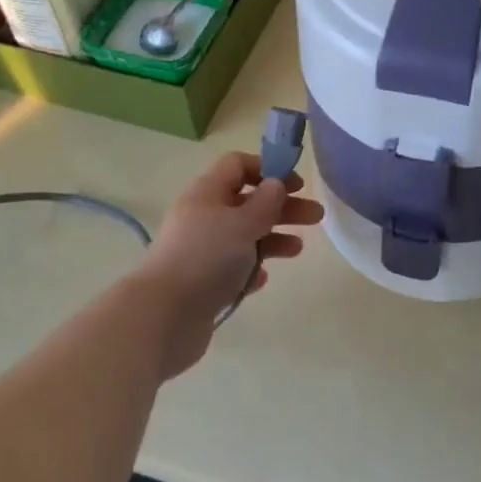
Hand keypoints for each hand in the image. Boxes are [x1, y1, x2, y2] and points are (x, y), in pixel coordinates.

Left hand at [134, 152, 324, 377]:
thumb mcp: (242, 223)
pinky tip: (263, 278)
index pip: (237, 165)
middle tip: (316, 217)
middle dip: (282, 207)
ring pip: (242, 236)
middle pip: (246, 202)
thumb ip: (265, 203)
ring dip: (272, 238)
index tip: (296, 185)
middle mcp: (202, 217)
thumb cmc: (206, 258)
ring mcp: (200, 251)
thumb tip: (276, 184)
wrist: (164, 316)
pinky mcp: (202, 283)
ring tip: (297, 250)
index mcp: (207, 193)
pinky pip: (232, 268)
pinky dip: (250, 269)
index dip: (268, 169)